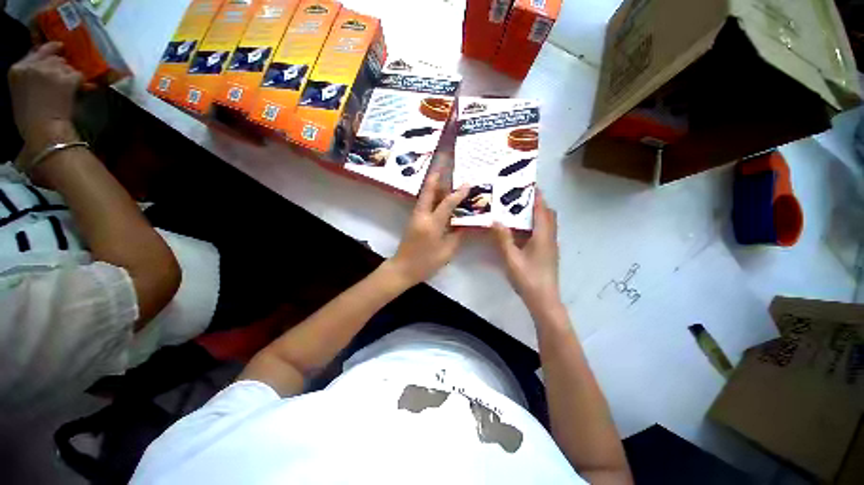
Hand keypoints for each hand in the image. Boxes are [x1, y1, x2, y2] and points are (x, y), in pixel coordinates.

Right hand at [9, 42, 81, 155]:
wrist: (43, 130)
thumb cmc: (28, 118)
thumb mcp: (20, 91)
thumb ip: (29, 74)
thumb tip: (45, 64)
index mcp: (17, 69)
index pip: (37, 51)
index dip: (50, 51)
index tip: (58, 49)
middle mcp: (34, 65)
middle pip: (54, 57)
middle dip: (60, 66)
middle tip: (62, 79)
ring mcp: (51, 70)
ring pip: (67, 65)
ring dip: (69, 74)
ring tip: (65, 89)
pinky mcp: (66, 78)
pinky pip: (78, 75)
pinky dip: (79, 83)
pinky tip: (75, 92)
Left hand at [387, 168, 469, 286]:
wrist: (402, 269)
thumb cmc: (426, 263)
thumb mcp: (447, 252)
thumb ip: (457, 235)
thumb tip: (464, 223)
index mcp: (432, 224)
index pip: (447, 203)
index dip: (458, 193)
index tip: (467, 184)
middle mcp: (422, 216)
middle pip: (429, 192)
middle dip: (436, 177)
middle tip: (444, 164)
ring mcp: (415, 216)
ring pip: (425, 196)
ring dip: (433, 185)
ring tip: (443, 175)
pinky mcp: (413, 220)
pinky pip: (423, 203)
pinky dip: (431, 196)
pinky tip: (438, 195)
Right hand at [493, 190, 560, 312]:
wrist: (544, 300)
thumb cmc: (528, 278)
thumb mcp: (511, 258)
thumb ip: (503, 238)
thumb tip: (495, 220)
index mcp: (543, 235)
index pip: (542, 209)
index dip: (536, 196)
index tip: (528, 184)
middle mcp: (550, 237)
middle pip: (547, 214)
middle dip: (537, 202)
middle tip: (519, 197)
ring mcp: (550, 245)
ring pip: (546, 223)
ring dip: (536, 214)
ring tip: (518, 210)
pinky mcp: (548, 252)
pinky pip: (543, 232)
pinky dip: (535, 225)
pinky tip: (520, 230)